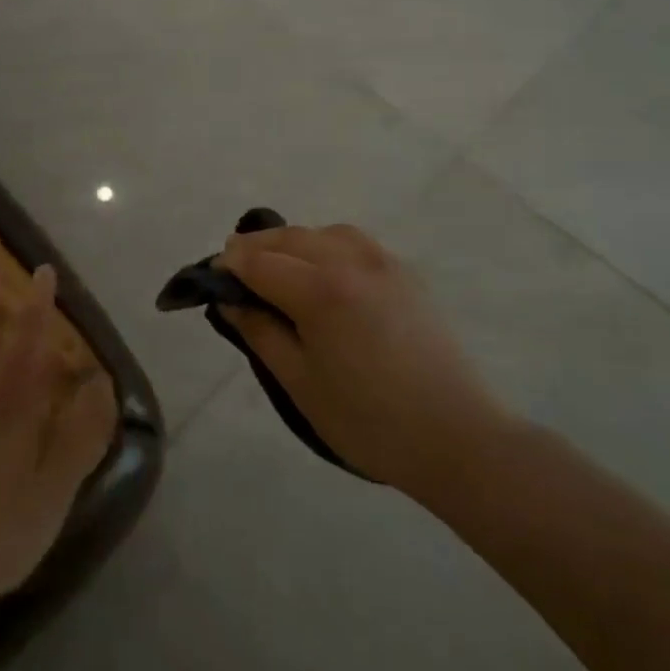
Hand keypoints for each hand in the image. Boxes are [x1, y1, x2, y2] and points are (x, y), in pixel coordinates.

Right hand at [218, 223, 515, 499]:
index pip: (259, 262)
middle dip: (255, 247)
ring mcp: (383, 263)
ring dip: (292, 242)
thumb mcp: (300, 383)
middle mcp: (350, 261)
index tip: (211, 277)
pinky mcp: (405, 274)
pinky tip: (322, 270)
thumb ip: (260, 334)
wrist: (457, 438)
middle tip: (234, 270)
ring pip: (322, 232)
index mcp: (320, 290)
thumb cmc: (369, 421)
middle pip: (289, 237)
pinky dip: (326, 244)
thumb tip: (230, 302)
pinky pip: (354, 242)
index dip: (229, 266)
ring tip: (277, 266)